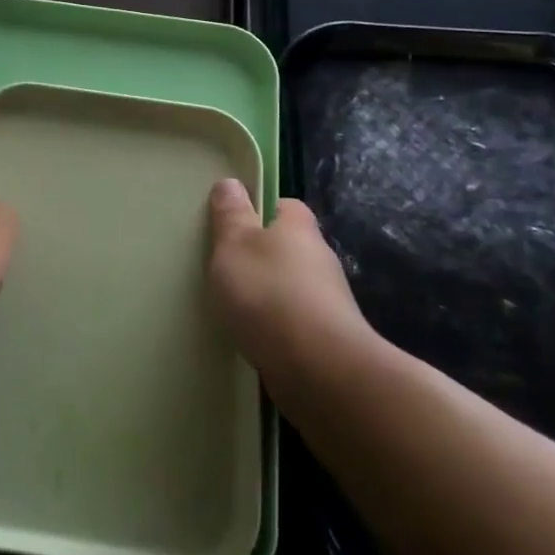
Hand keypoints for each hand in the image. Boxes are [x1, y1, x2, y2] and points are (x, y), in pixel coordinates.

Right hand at [205, 179, 378, 379]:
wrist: (320, 371)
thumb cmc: (269, 293)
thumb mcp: (234, 245)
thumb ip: (230, 215)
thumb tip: (231, 183)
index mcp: (299, 228)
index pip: (284, 206)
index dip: (259, 210)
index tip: (232, 224)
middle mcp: (320, 259)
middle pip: (288, 247)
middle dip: (261, 256)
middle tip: (225, 267)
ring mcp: (329, 302)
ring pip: (292, 287)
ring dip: (269, 294)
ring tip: (233, 307)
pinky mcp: (329, 340)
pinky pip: (295, 323)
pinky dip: (276, 327)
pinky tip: (253, 338)